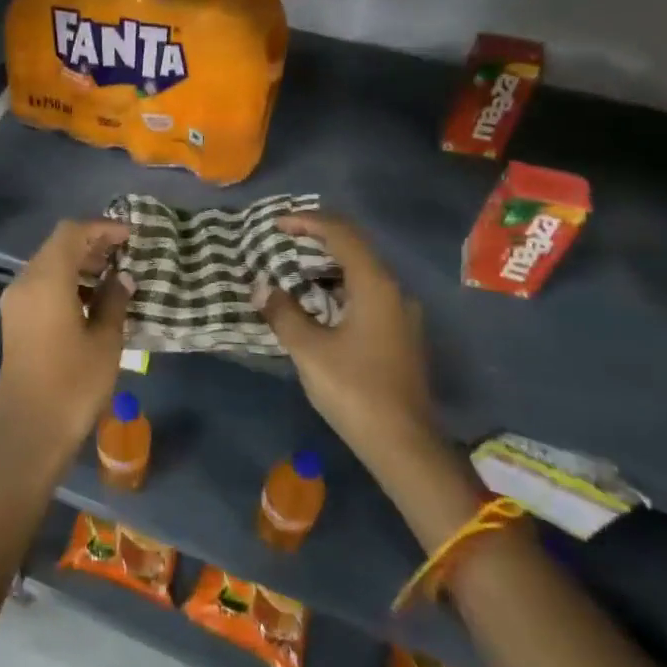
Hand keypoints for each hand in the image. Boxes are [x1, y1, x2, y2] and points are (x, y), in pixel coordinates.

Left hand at [0, 218, 132, 472]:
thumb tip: (122, 278)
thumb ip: (114, 301)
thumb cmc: (73, 384)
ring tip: (113, 278)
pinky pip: (41, 286)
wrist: (30, 431)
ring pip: (48, 265)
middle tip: (126, 255)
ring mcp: (15, 302)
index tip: (131, 236)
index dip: (102, 228)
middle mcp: (24, 282)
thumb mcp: (105, 341)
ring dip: (79, 264)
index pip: (72, 233)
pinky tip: (92, 301)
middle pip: (57, 246)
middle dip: (92, 245)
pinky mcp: (14, 320)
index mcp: (46, 280)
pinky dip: (66, 282)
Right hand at [257, 212, 439, 463]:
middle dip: (316, 241)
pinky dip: (337, 288)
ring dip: (326, 267)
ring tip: (291, 272)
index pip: (341, 234)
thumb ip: (283, 313)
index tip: (276, 224)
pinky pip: (366, 295)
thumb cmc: (355, 390)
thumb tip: (262, 287)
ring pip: (361, 274)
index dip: (307, 222)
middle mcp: (394, 291)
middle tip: (280, 243)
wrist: (404, 445)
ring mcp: (401, 314)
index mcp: (375, 285)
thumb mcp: (309, 350)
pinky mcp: (399, 335)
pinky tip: (315, 305)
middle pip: (354, 249)